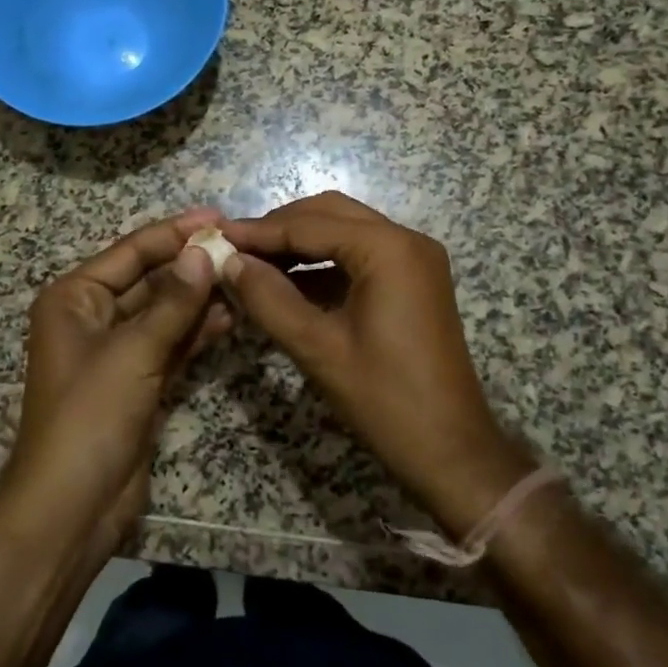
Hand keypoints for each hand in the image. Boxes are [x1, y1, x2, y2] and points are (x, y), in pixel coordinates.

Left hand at [0, 208, 230, 552]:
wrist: (72, 508)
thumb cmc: (89, 417)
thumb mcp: (133, 352)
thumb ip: (173, 302)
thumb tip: (205, 251)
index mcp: (75, 298)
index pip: (131, 252)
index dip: (174, 232)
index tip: (217, 215)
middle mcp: (93, 317)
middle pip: (150, 279)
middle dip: (191, 265)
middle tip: (240, 247)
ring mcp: (118, 351)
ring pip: (165, 311)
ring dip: (199, 297)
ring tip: (244, 277)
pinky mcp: (139, 380)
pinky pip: (171, 343)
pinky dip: (197, 331)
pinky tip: (230, 316)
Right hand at [221, 192, 532, 534]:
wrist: (451, 451)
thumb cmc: (385, 400)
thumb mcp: (317, 348)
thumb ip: (268, 298)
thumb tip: (228, 262)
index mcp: (388, 249)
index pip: (310, 224)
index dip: (259, 231)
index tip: (216, 235)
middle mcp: (406, 240)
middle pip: (330, 214)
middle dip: (280, 229)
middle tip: (234, 248)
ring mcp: (414, 260)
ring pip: (345, 232)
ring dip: (300, 244)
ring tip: (253, 263)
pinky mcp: (414, 281)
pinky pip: (360, 256)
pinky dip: (323, 264)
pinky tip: (288, 282)